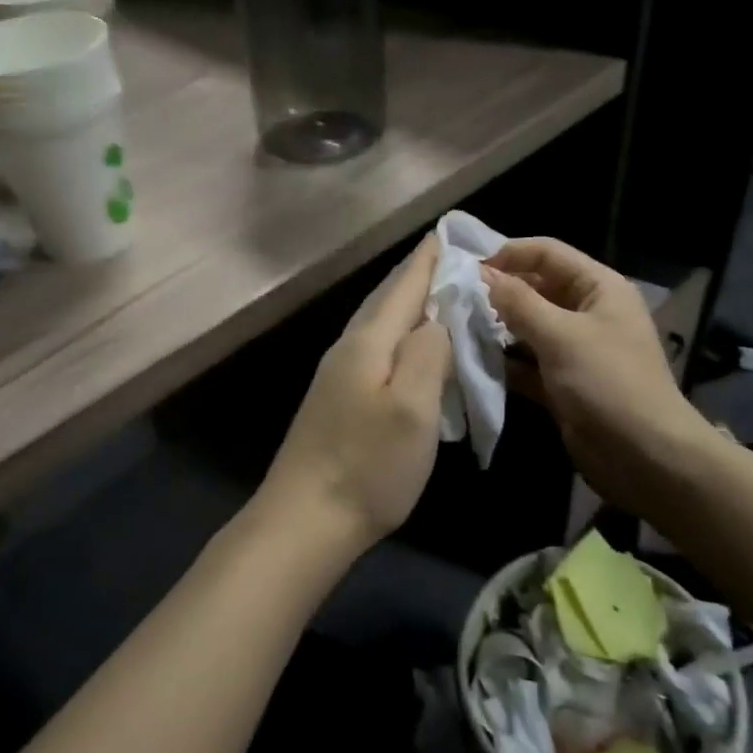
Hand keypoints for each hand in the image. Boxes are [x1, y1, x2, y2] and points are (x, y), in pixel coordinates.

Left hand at [256, 234, 452, 552]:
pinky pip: (374, 350)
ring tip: (434, 295)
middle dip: (417, 276)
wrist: (304, 521)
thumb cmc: (367, 466)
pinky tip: (407, 349)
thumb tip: (436, 319)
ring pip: (377, 324)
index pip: (403, 287)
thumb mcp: (413, 408)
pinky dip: (397, 336)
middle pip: (386, 300)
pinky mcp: (336, 400)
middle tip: (449, 258)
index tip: (447, 232)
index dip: (427, 260)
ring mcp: (337, 376)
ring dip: (406, 305)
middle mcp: (348, 349)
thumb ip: (428, 353)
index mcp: (367, 343)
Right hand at [483, 238, 723, 513]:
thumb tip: (483, 274)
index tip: (468, 268)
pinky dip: (505, 361)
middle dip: (499, 292)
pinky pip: (528, 362)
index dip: (510, 254)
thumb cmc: (607, 383)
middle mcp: (588, 312)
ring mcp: (576, 349)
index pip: (548, 253)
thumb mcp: (561, 336)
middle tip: (456, 300)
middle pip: (536, 288)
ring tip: (457, 327)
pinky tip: (474, 360)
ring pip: (529, 326)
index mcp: (599, 287)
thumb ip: (518, 302)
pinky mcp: (563, 382)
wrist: (645, 457)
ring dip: (497, 327)